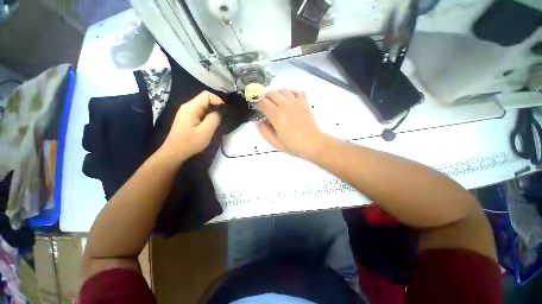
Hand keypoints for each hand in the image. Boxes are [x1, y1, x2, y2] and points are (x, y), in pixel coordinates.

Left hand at [159, 91, 223, 162]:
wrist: (174, 153)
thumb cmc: (190, 142)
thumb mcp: (205, 131)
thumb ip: (214, 119)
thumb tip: (219, 112)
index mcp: (191, 107)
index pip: (207, 95)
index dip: (218, 101)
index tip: (224, 112)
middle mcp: (187, 106)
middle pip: (205, 99)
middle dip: (216, 107)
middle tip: (223, 118)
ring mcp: (186, 112)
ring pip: (203, 106)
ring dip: (212, 112)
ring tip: (218, 122)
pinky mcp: (187, 118)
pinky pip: (200, 112)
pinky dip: (207, 116)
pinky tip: (210, 125)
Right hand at [256, 89, 326, 158]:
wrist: (313, 143)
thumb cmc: (294, 145)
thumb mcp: (275, 143)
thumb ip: (265, 132)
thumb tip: (259, 122)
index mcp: (277, 115)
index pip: (262, 102)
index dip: (257, 104)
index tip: (257, 109)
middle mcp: (285, 105)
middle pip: (272, 93)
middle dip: (266, 98)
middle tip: (266, 107)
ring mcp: (296, 102)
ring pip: (283, 90)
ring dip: (277, 95)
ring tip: (277, 103)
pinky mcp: (304, 103)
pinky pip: (297, 91)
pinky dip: (291, 93)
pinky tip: (290, 100)